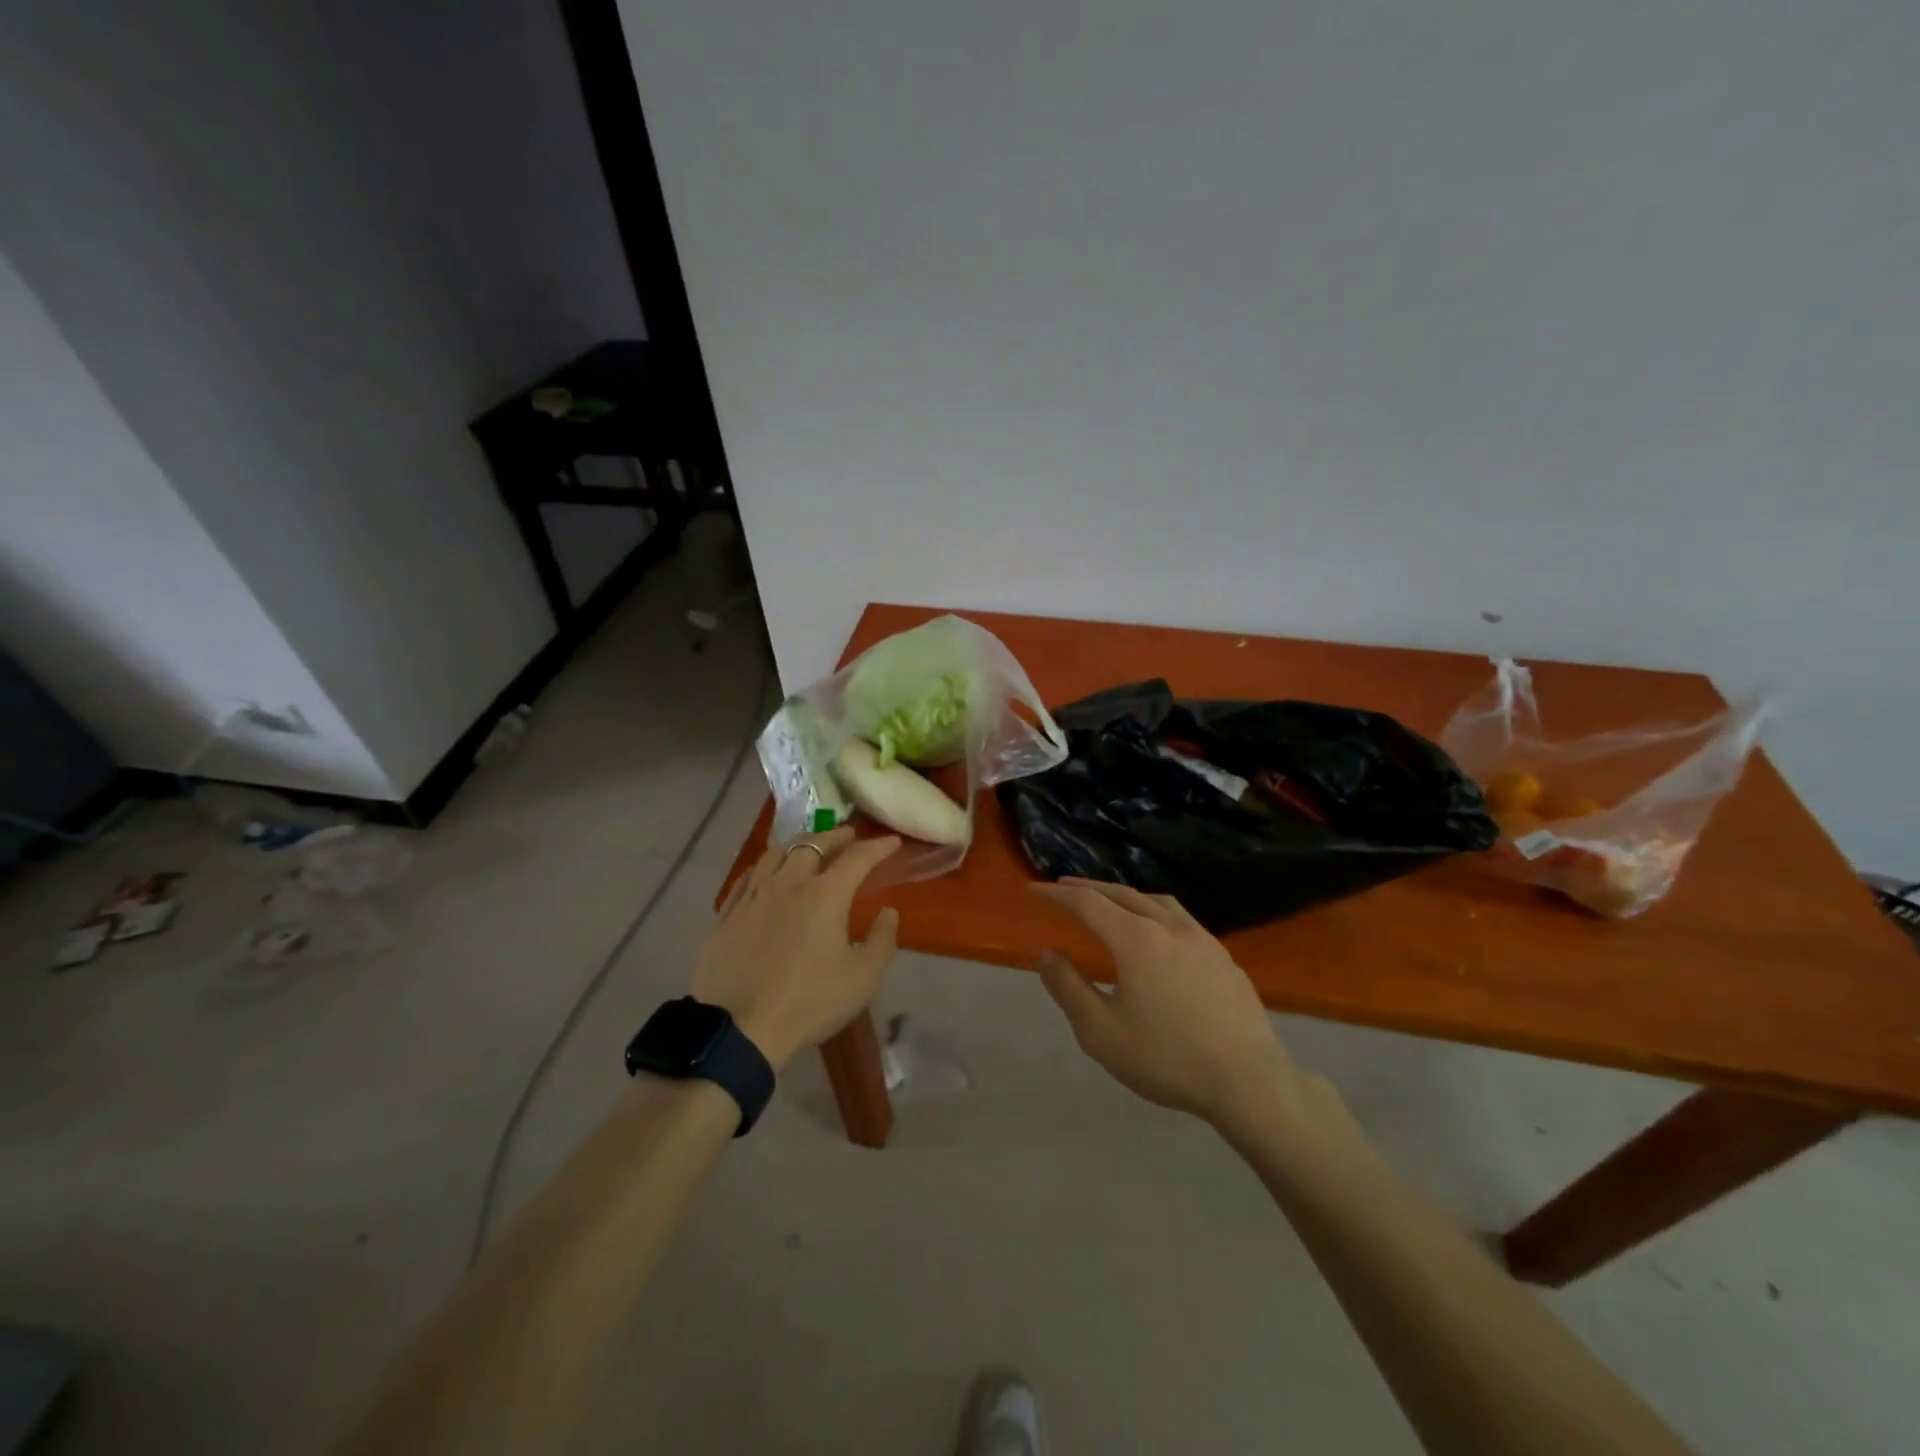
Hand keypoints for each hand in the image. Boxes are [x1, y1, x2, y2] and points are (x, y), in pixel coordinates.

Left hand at [693, 827, 902, 1070]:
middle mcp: (788, 883)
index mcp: (825, 894)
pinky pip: (748, 877)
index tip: (891, 842)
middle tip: (849, 836)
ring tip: (807, 849)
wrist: (739, 1030)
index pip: (857, 858)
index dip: (877, 846)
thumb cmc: (809, 1002)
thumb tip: (888, 912)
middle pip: (812, 844)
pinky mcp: (727, 915)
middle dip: (835, 836)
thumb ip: (881, 940)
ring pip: (775, 854)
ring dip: (798, 846)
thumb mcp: (862, 978)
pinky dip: (765, 867)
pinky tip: (766, 875)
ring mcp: (753, 897)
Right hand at [1031, 878, 1302, 1129]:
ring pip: (1156, 901)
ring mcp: (1202, 939)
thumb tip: (1048, 954)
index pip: (1087, 903)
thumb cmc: (1166, 1058)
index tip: (1033, 890)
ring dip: (1126, 895)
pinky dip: (1156, 912)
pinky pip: (1181, 919)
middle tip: (1064, 887)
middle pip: (1122, 893)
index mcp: (1135, 939)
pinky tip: (1160, 934)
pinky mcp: (1224, 957)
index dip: (1056, 895)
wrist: (1248, 1081)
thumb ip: (1069, 988)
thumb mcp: (1101, 1032)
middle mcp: (1168, 927)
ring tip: (1111, 902)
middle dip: (1089, 888)